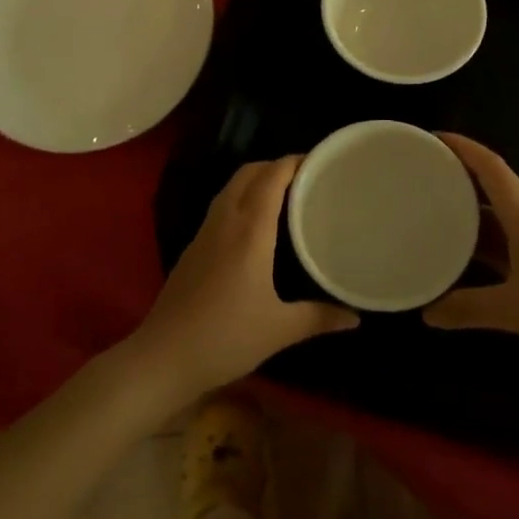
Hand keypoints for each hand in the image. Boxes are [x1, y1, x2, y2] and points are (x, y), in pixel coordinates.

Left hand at [132, 157, 357, 399]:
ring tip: (284, 194)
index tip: (319, 161)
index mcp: (250, 230)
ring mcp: (205, 232)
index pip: (272, 177)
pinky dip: (241, 198)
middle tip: (305, 178)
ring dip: (256, 179)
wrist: (163, 356)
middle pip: (249, 172)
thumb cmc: (226, 338)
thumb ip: (319, 318)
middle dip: (276, 165)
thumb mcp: (279, 330)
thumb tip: (355, 317)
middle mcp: (226, 220)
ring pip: (231, 187)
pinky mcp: (193, 246)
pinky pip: (221, 205)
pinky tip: (254, 224)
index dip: (294, 162)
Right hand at [425, 134, 518, 364]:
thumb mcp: (515, 309)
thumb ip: (469, 308)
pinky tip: (464, 257)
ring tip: (432, 212)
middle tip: (421, 174)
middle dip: (458, 175)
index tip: (432, 137)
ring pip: (498, 217)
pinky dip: (482, 243)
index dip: (462, 147)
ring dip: (469, 211)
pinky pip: (506, 243)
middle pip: (491, 186)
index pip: (490, 166)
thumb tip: (427, 313)